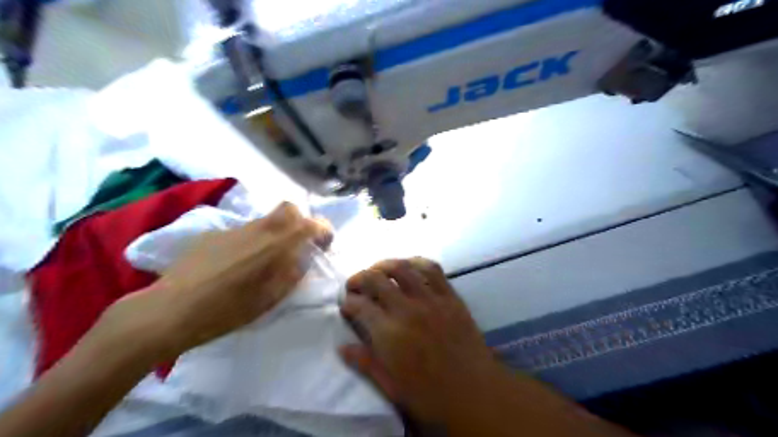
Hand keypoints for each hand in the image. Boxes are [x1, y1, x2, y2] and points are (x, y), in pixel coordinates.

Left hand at [93, 203, 334, 362]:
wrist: (169, 311)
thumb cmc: (226, 311)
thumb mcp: (270, 299)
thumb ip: (291, 274)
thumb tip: (301, 260)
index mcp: (275, 245)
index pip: (309, 224)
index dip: (322, 229)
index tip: (324, 241)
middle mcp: (257, 230)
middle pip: (287, 209)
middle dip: (299, 220)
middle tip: (298, 242)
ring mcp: (232, 229)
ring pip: (263, 220)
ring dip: (273, 233)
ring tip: (263, 259)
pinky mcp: (211, 234)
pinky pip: (240, 232)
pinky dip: (248, 242)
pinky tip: (233, 264)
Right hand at [340, 258, 504, 424]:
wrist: (475, 392)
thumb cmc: (430, 394)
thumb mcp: (392, 386)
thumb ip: (365, 363)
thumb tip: (343, 348)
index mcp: (389, 334)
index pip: (360, 306)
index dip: (348, 302)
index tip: (346, 305)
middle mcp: (407, 309)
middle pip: (376, 279)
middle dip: (359, 278)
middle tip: (355, 285)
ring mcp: (431, 300)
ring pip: (402, 267)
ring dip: (384, 264)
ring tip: (377, 270)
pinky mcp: (450, 296)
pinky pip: (433, 269)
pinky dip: (417, 262)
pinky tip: (409, 266)